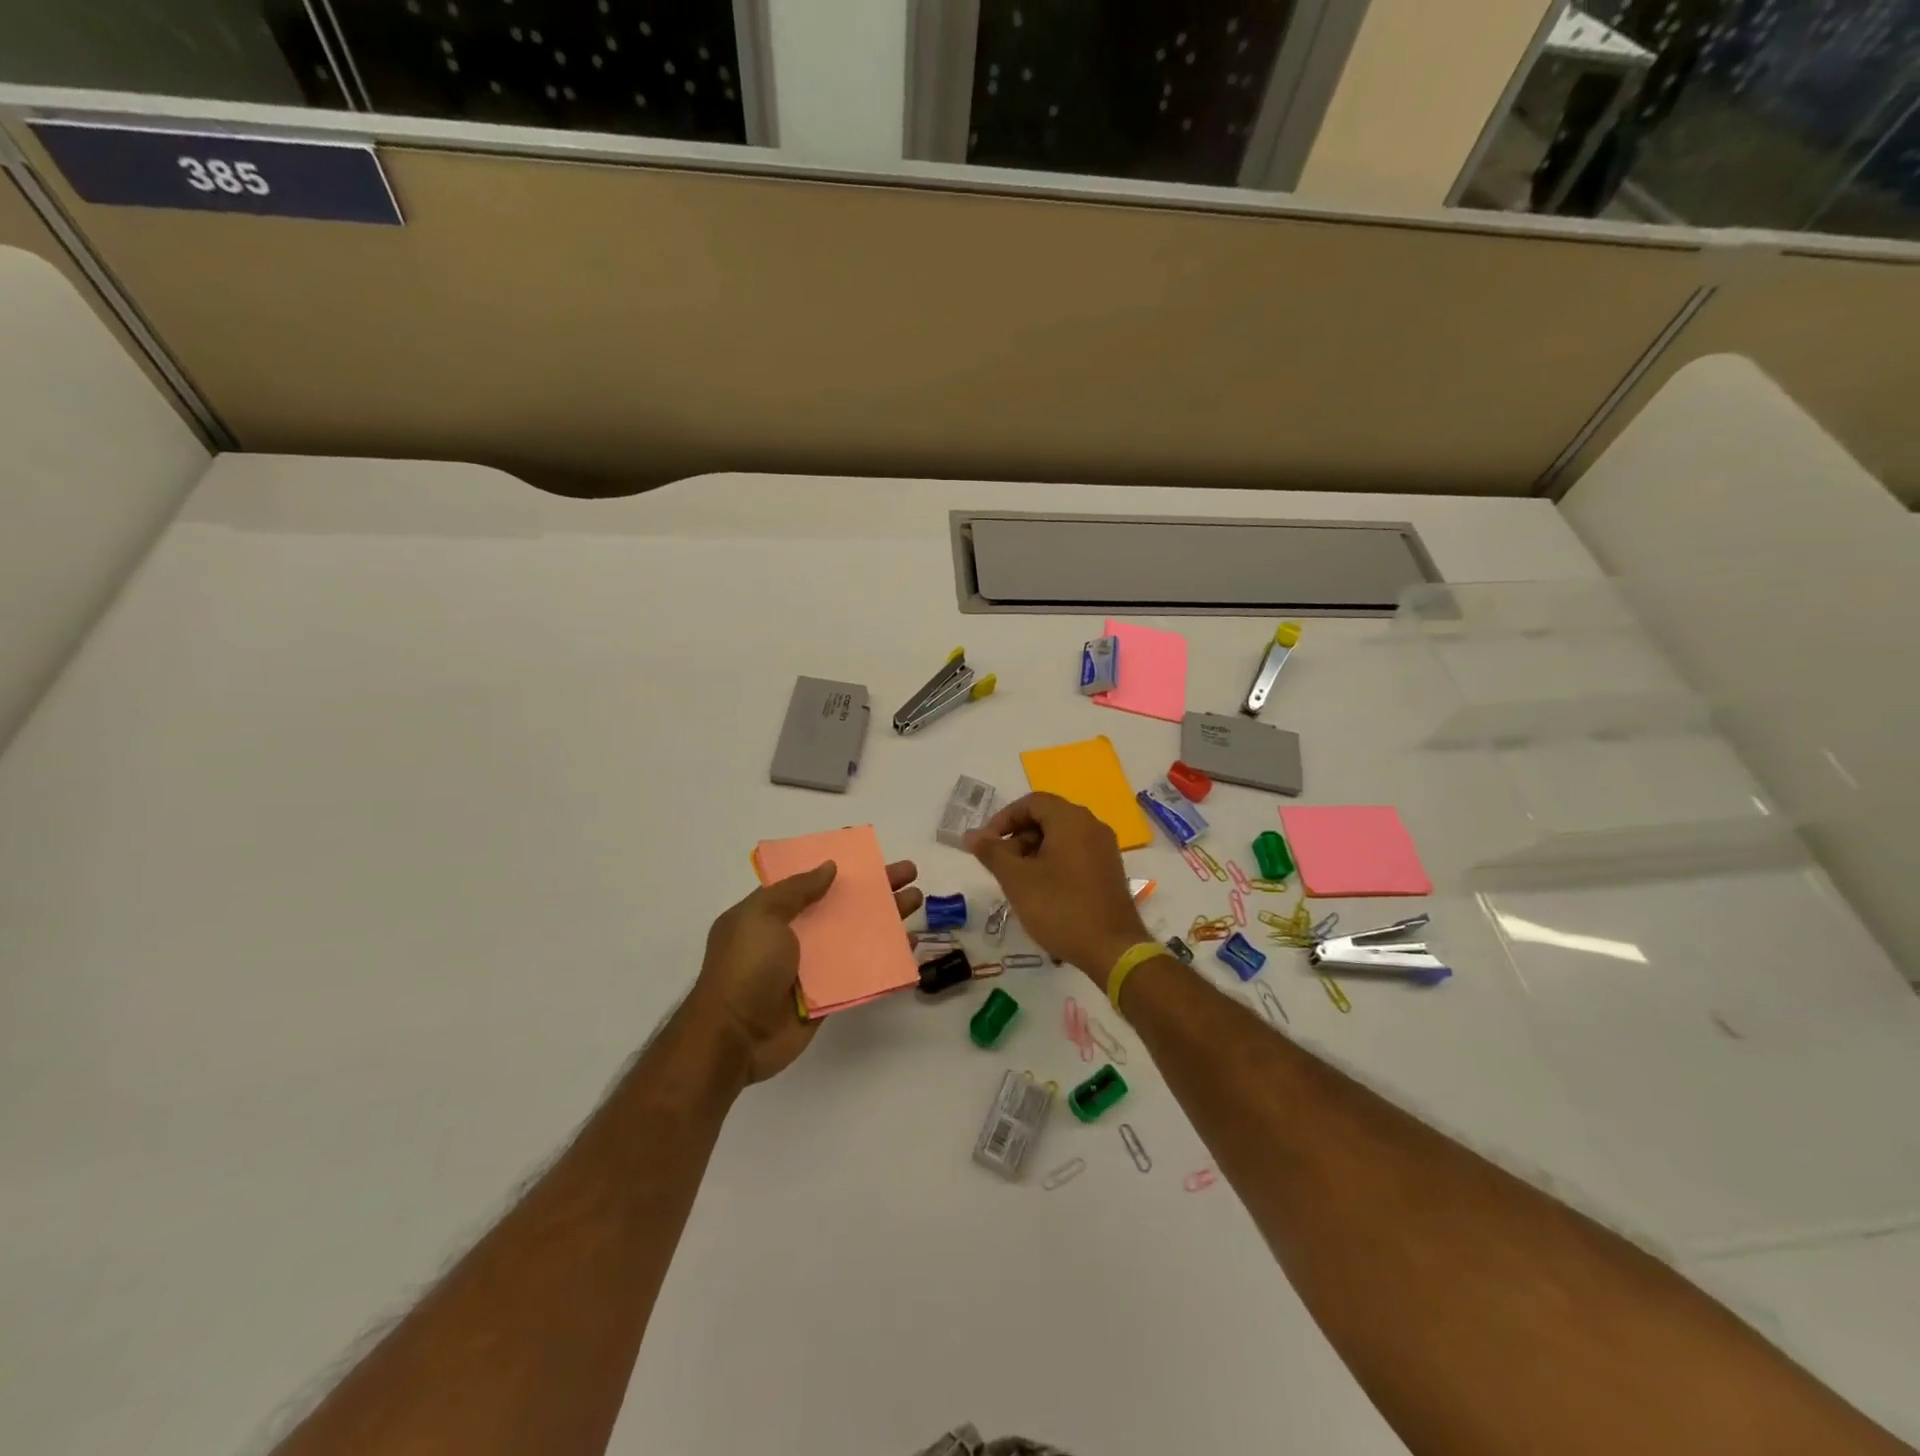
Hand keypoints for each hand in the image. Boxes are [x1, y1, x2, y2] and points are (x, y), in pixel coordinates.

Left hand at [688, 858, 922, 1082]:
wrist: (734, 1038)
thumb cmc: (745, 969)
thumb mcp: (762, 917)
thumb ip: (796, 890)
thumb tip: (829, 866)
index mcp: (772, 912)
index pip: (810, 880)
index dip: (839, 864)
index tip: (869, 852)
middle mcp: (794, 935)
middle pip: (841, 904)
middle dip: (874, 888)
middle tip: (909, 872)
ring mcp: (812, 966)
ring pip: (856, 936)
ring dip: (886, 919)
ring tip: (917, 901)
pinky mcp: (828, 995)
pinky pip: (861, 972)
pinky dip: (885, 959)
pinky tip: (909, 946)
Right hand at [966, 793, 1149, 990]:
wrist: (1112, 950)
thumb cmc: (1060, 908)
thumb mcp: (1017, 880)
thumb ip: (992, 852)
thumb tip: (971, 834)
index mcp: (1071, 820)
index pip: (1032, 802)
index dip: (1004, 818)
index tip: (986, 843)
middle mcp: (1092, 826)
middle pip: (1047, 817)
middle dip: (1018, 835)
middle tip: (999, 863)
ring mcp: (1105, 848)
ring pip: (1061, 836)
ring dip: (1034, 849)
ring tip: (1017, 879)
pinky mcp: (1109, 869)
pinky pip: (1076, 851)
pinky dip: (1053, 860)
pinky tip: (1041, 888)